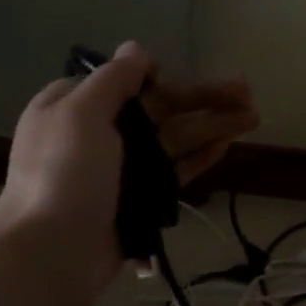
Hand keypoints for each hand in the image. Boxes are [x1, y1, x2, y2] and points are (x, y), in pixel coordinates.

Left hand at [0, 41, 258, 304]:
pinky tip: (227, 144)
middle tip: (248, 90)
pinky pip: (175, 171)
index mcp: (75, 106)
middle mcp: (99, 133)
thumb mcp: (80, 113)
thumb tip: (137, 51)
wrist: (52, 254)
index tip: (185, 79)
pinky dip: (199, 156)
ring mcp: (121, 169)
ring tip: (253, 115)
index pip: (126, 82)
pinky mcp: (140, 200)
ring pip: (173, 139)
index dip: (162, 78)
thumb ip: (113, 79)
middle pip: (159, 109)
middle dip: (202, 97)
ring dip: (212, 124)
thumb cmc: (62, 175)